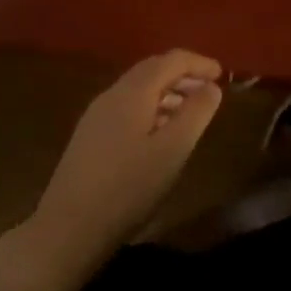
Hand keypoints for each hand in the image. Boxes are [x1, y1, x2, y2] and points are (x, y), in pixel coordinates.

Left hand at [26, 50, 223, 272]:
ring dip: (168, 91)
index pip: (171, 60)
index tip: (222, 75)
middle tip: (209, 91)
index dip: (199, 63)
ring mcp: (97, 115)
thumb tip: (212, 87)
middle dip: (184, 74)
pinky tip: (160, 133)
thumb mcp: (173, 150)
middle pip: (153, 69)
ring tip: (190, 112)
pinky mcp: (90, 136)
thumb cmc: (128, 187)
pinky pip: (128, 106)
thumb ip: (196, 113)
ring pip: (139, 89)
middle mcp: (112, 94)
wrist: (68, 230)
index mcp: (133, 92)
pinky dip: (152, 107)